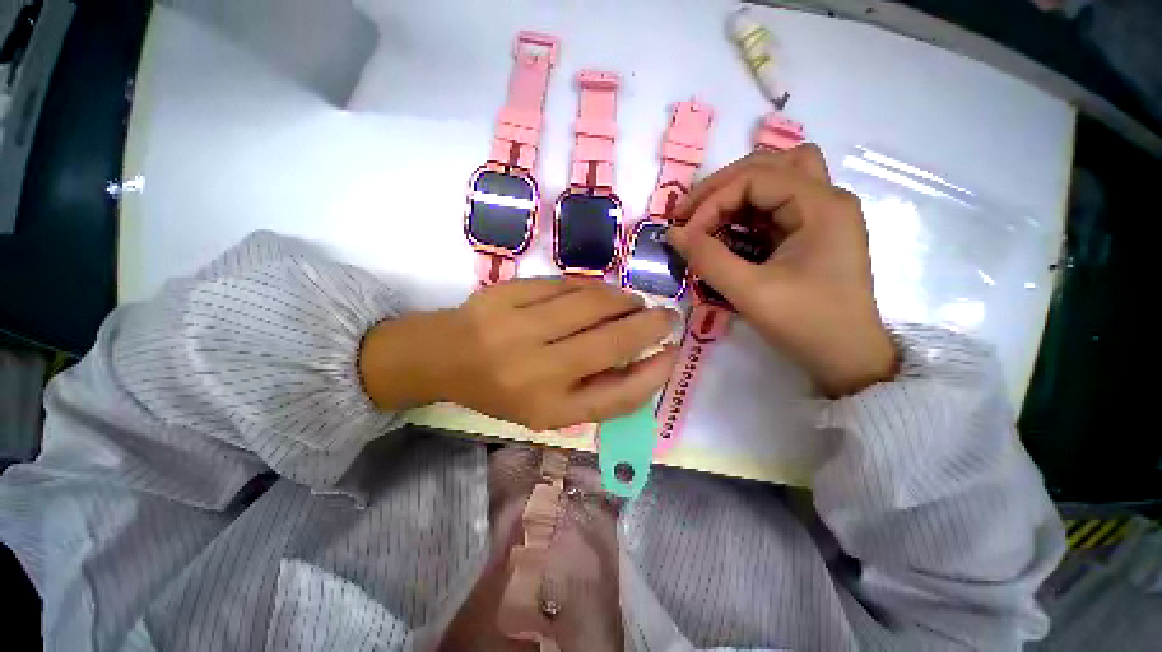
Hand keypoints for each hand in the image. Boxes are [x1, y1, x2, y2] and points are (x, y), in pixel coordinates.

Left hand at [359, 278, 677, 429]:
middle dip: (650, 326)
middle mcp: (535, 371)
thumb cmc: (501, 389)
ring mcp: (518, 327)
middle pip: (611, 342)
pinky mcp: (507, 293)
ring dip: (624, 301)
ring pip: (592, 304)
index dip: (653, 375)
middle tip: (667, 317)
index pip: (616, 396)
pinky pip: (566, 285)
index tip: (673, 354)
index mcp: (546, 408)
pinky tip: (601, 293)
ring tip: (634, 303)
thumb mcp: (547, 408)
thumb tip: (645, 362)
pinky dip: (593, 287)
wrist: (444, 356)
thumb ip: (595, 390)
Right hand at [668, 144, 896, 396]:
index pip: (755, 177)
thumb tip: (672, 233)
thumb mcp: (750, 292)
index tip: (685, 235)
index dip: (712, 201)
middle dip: (721, 187)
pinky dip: (745, 212)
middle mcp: (825, 198)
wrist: (847, 358)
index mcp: (820, 205)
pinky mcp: (811, 233)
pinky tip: (727, 232)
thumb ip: (707, 259)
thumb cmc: (806, 324)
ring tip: (707, 219)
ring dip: (736, 193)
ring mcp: (821, 215)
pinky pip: (774, 205)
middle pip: (768, 164)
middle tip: (689, 215)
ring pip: (774, 178)